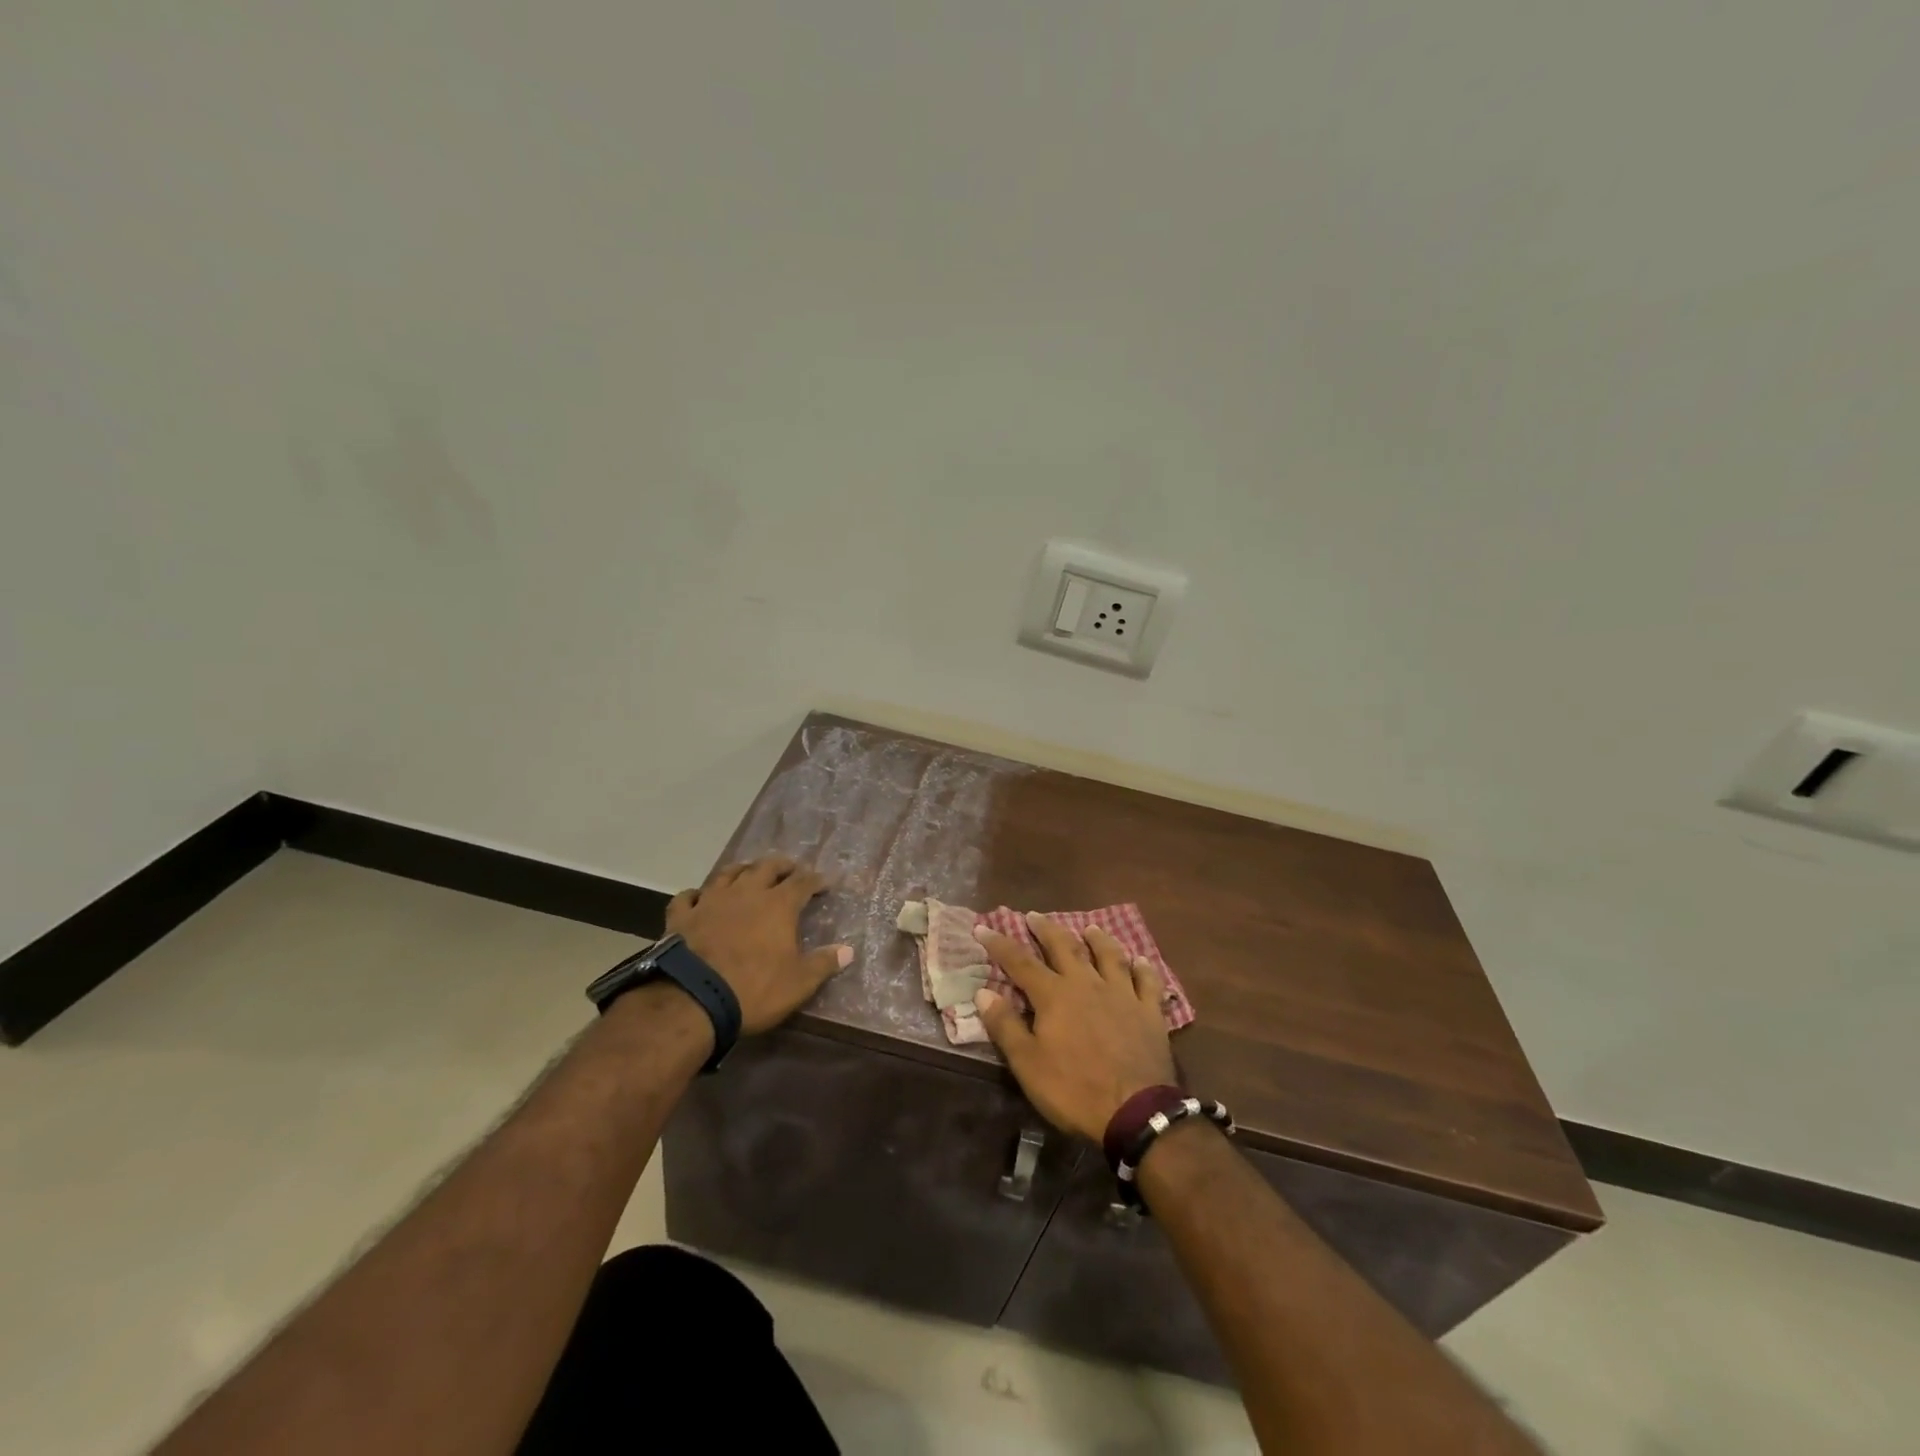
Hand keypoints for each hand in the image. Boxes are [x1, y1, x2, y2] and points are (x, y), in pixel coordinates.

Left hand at [665, 856, 849, 1034]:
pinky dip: (697, 894)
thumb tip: (848, 951)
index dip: (815, 880)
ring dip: (742, 870)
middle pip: (766, 867)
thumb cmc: (754, 989)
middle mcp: (746, 893)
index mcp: (778, 905)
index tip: (825, 882)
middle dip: (781, 866)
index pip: (802, 882)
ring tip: (749, 873)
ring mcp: (710, 901)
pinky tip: (699, 898)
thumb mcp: (798, 983)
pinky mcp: (682, 917)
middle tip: (790, 869)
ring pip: (728, 874)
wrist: (692, 1000)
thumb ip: (824, 963)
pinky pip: (688, 897)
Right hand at [973, 914, 1177, 1142]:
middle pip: (1065, 948)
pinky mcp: (1149, 1012)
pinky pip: (1147, 981)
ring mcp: (1122, 995)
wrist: (1136, 1111)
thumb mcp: (1028, 1064)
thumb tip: (983, 992)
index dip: (1000, 944)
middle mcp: (1087, 984)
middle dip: (1046, 929)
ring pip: (1109, 956)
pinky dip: (1143, 968)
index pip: (1020, 962)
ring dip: (1098, 940)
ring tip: (1090, 928)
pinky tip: (1140, 959)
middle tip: (1034, 915)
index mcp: (1054, 996)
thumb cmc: (1074, 1089)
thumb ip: (1005, 1026)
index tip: (983, 927)